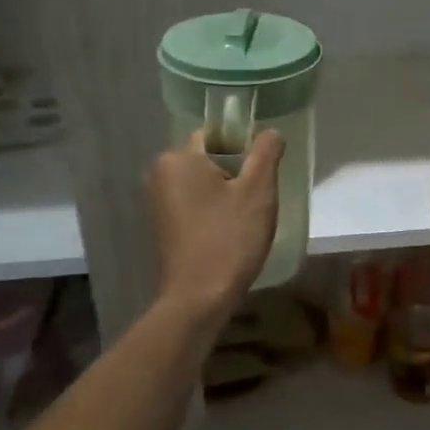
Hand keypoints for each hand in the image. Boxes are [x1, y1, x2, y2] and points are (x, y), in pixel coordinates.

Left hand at [149, 128, 282, 320]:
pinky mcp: (164, 226)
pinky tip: (230, 233)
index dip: (244, 148)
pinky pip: (195, 205)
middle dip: (236, 174)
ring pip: (204, 184)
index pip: (217, 134)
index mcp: (177, 158)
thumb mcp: (258, 191)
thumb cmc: (229, 238)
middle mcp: (160, 174)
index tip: (262, 174)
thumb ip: (265, 153)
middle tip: (258, 200)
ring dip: (226, 194)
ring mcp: (158, 202)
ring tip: (246, 220)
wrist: (199, 298)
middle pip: (210, 159)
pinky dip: (213, 212)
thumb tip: (270, 131)